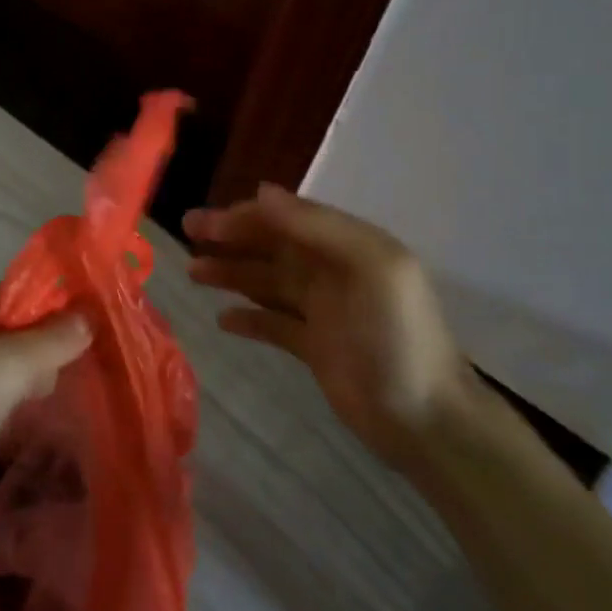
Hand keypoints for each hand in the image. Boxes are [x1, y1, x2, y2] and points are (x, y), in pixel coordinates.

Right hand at [184, 184, 480, 470]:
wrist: (423, 419)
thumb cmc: (395, 336)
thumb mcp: (369, 267)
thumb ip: (316, 226)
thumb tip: (262, 192)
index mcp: (351, 246)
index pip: (289, 219)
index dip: (247, 216)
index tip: (206, 222)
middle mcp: (334, 271)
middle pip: (274, 246)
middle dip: (231, 238)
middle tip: (188, 233)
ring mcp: (324, 311)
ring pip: (268, 282)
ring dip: (232, 273)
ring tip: (193, 272)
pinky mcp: (314, 347)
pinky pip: (273, 324)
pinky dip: (248, 318)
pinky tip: (223, 319)